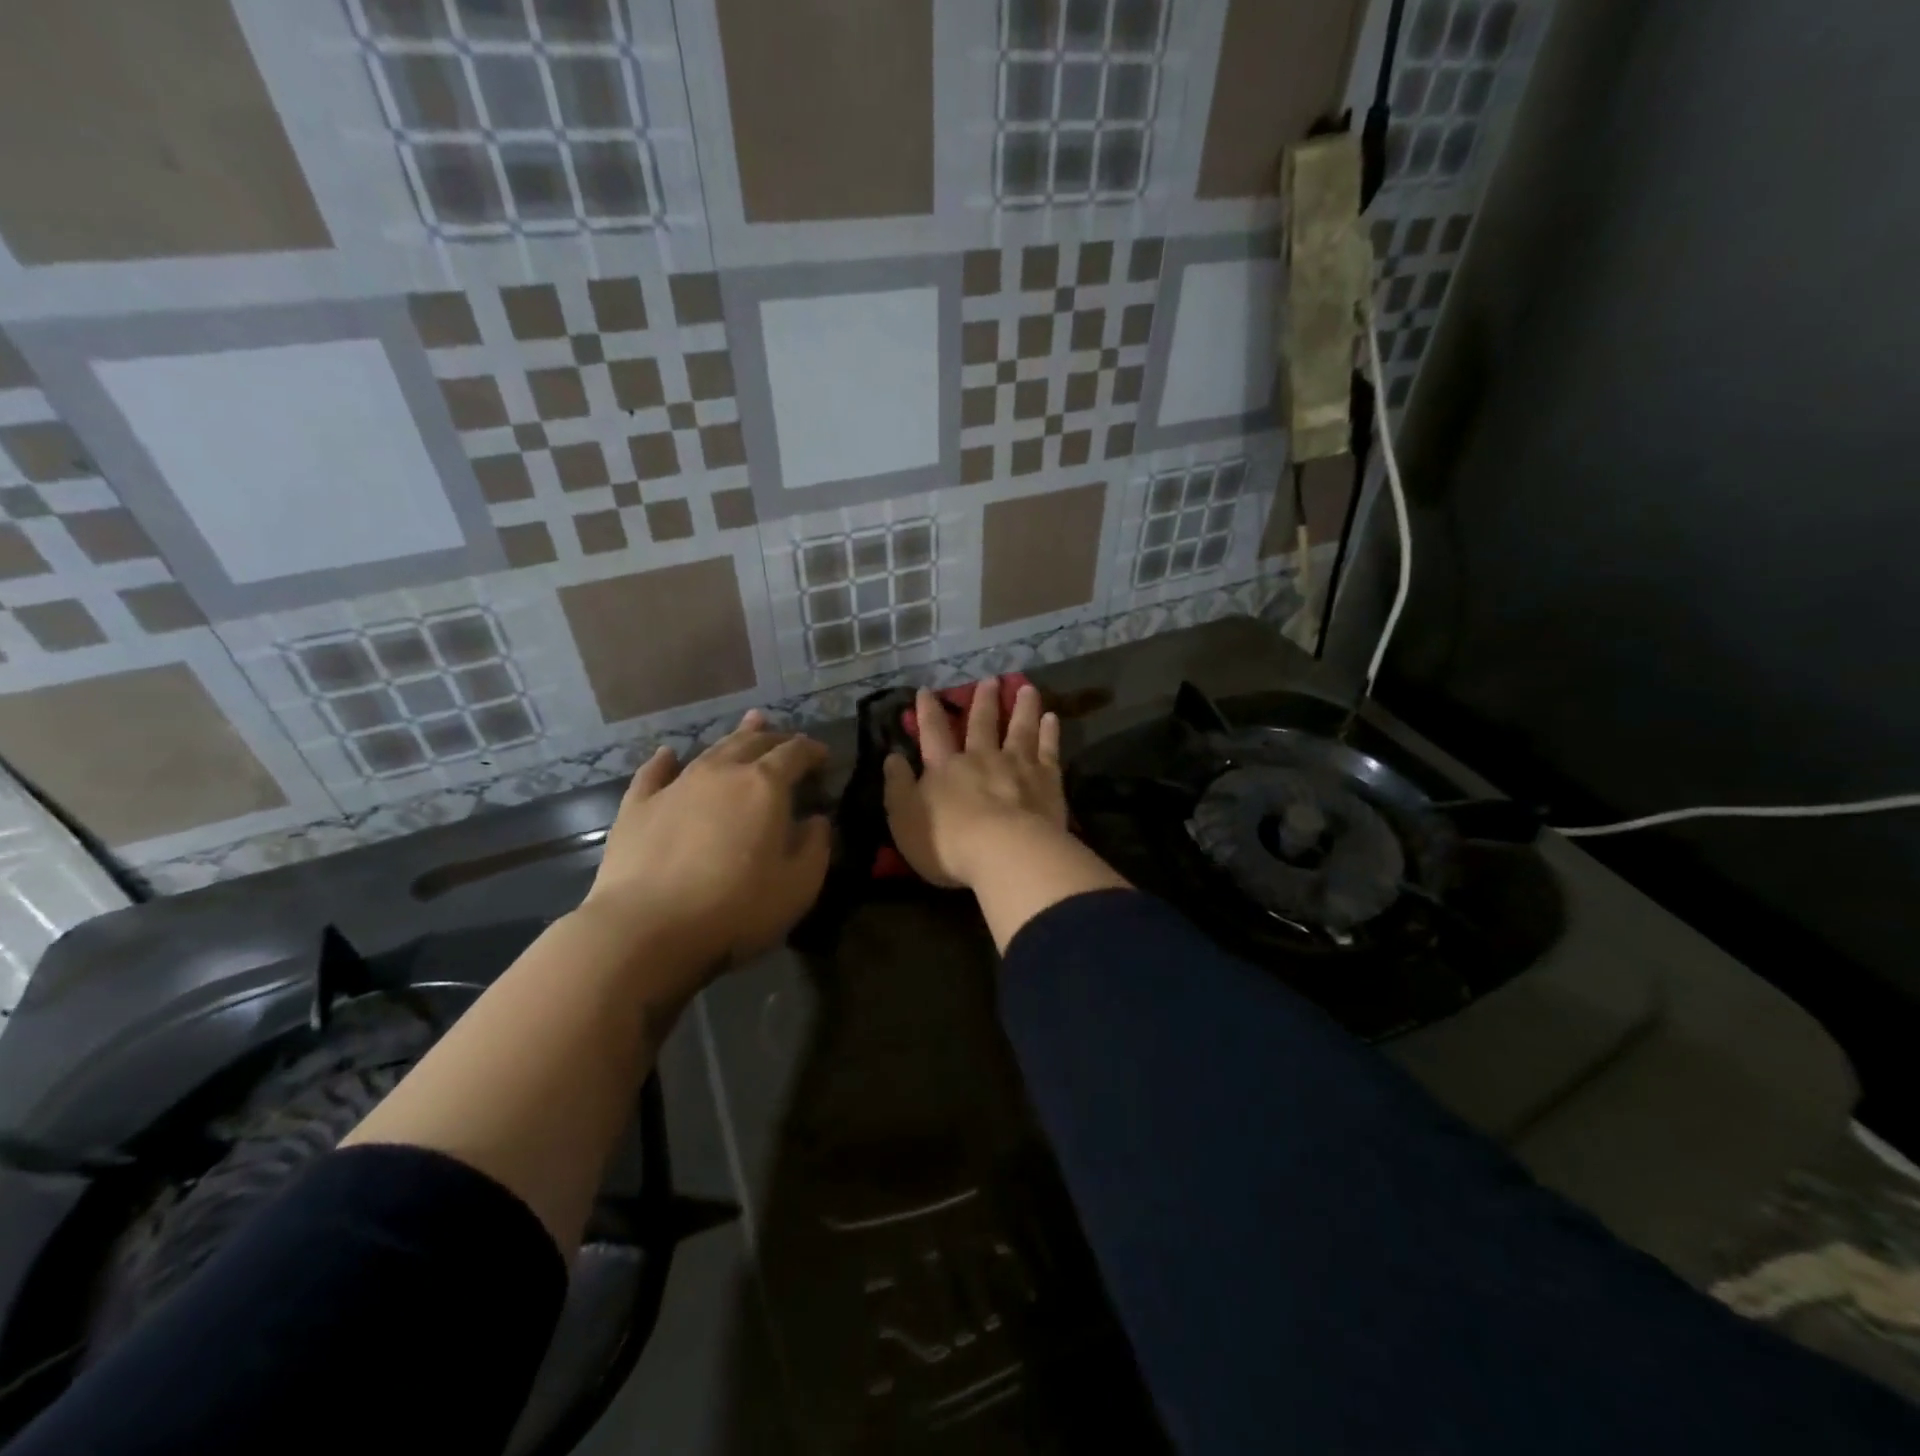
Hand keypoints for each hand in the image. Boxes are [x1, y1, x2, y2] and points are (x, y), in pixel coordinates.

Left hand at [581, 710, 830, 967]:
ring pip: (711, 749)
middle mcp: (722, 772)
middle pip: (753, 742)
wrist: (648, 928)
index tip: (824, 757)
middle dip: (776, 738)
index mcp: (765, 785)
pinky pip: (654, 773)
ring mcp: (676, 786)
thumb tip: (817, 820)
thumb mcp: (799, 885)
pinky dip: (665, 760)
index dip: (813, 750)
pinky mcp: (638, 807)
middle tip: (789, 741)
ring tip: (749, 724)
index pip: (795, 753)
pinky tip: (668, 754)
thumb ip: (816, 846)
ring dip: (735, 736)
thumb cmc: (737, 908)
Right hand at [882, 679, 1065, 888]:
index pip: (933, 732)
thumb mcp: (905, 819)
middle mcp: (981, 758)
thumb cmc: (948, 843)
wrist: (1005, 853)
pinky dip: (1049, 732)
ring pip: (1019, 728)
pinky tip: (1052, 719)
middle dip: (984, 700)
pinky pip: (1048, 749)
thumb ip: (898, 787)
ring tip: (1027, 688)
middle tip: (990, 679)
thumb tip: (892, 758)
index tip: (926, 690)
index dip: (927, 711)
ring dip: (1022, 707)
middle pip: (982, 723)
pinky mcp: (1046, 779)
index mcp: (945, 768)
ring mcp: (1017, 765)